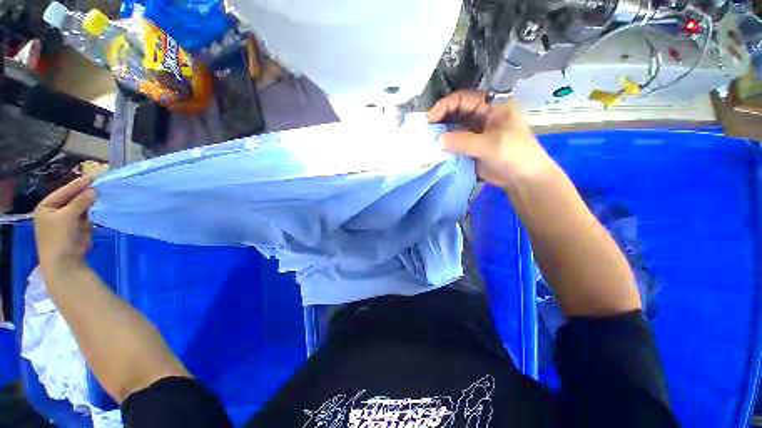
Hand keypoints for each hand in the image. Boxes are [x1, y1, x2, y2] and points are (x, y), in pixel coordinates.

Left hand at [33, 176, 95, 275]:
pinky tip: (101, 203)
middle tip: (99, 183)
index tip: (92, 177)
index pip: (63, 192)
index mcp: (47, 206)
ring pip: (81, 206)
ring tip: (103, 191)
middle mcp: (57, 211)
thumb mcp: (67, 216)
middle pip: (72, 198)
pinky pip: (87, 214)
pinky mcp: (79, 226)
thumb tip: (94, 189)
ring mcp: (68, 219)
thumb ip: (80, 202)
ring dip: (91, 200)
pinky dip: (94, 209)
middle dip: (85, 192)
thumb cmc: (58, 236)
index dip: (77, 185)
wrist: (64, 261)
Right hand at [427, 90, 551, 188]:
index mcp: (491, 106)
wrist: (523, 178)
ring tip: (427, 139)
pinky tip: (435, 149)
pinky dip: (445, 145)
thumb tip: (439, 140)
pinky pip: (454, 143)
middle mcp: (481, 116)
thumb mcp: (490, 145)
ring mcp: (475, 133)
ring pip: (454, 127)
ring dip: (441, 132)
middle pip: (456, 111)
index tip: (431, 117)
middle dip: (441, 118)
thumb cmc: (514, 155)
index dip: (446, 105)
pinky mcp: (470, 147)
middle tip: (426, 129)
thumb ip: (463, 141)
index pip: (464, 98)